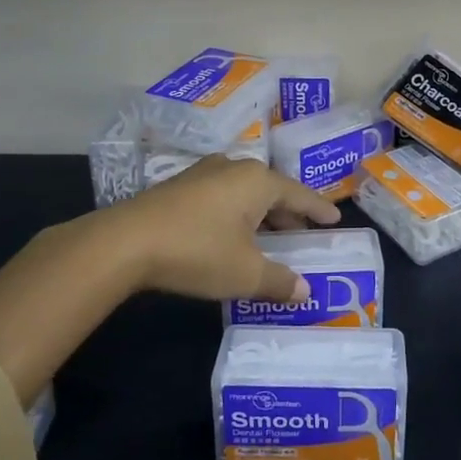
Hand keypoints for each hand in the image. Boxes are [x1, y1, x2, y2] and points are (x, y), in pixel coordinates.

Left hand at [100, 154, 342, 302]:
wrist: (125, 242)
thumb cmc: (198, 251)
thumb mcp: (244, 273)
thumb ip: (279, 281)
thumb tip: (305, 291)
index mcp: (258, 182)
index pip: (300, 194)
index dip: (319, 209)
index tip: (335, 218)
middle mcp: (235, 168)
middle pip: (272, 190)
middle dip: (289, 213)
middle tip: (304, 232)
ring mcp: (204, 174)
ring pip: (246, 193)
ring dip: (261, 214)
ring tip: (271, 235)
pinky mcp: (180, 187)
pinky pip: (223, 197)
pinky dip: (237, 214)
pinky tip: (233, 233)